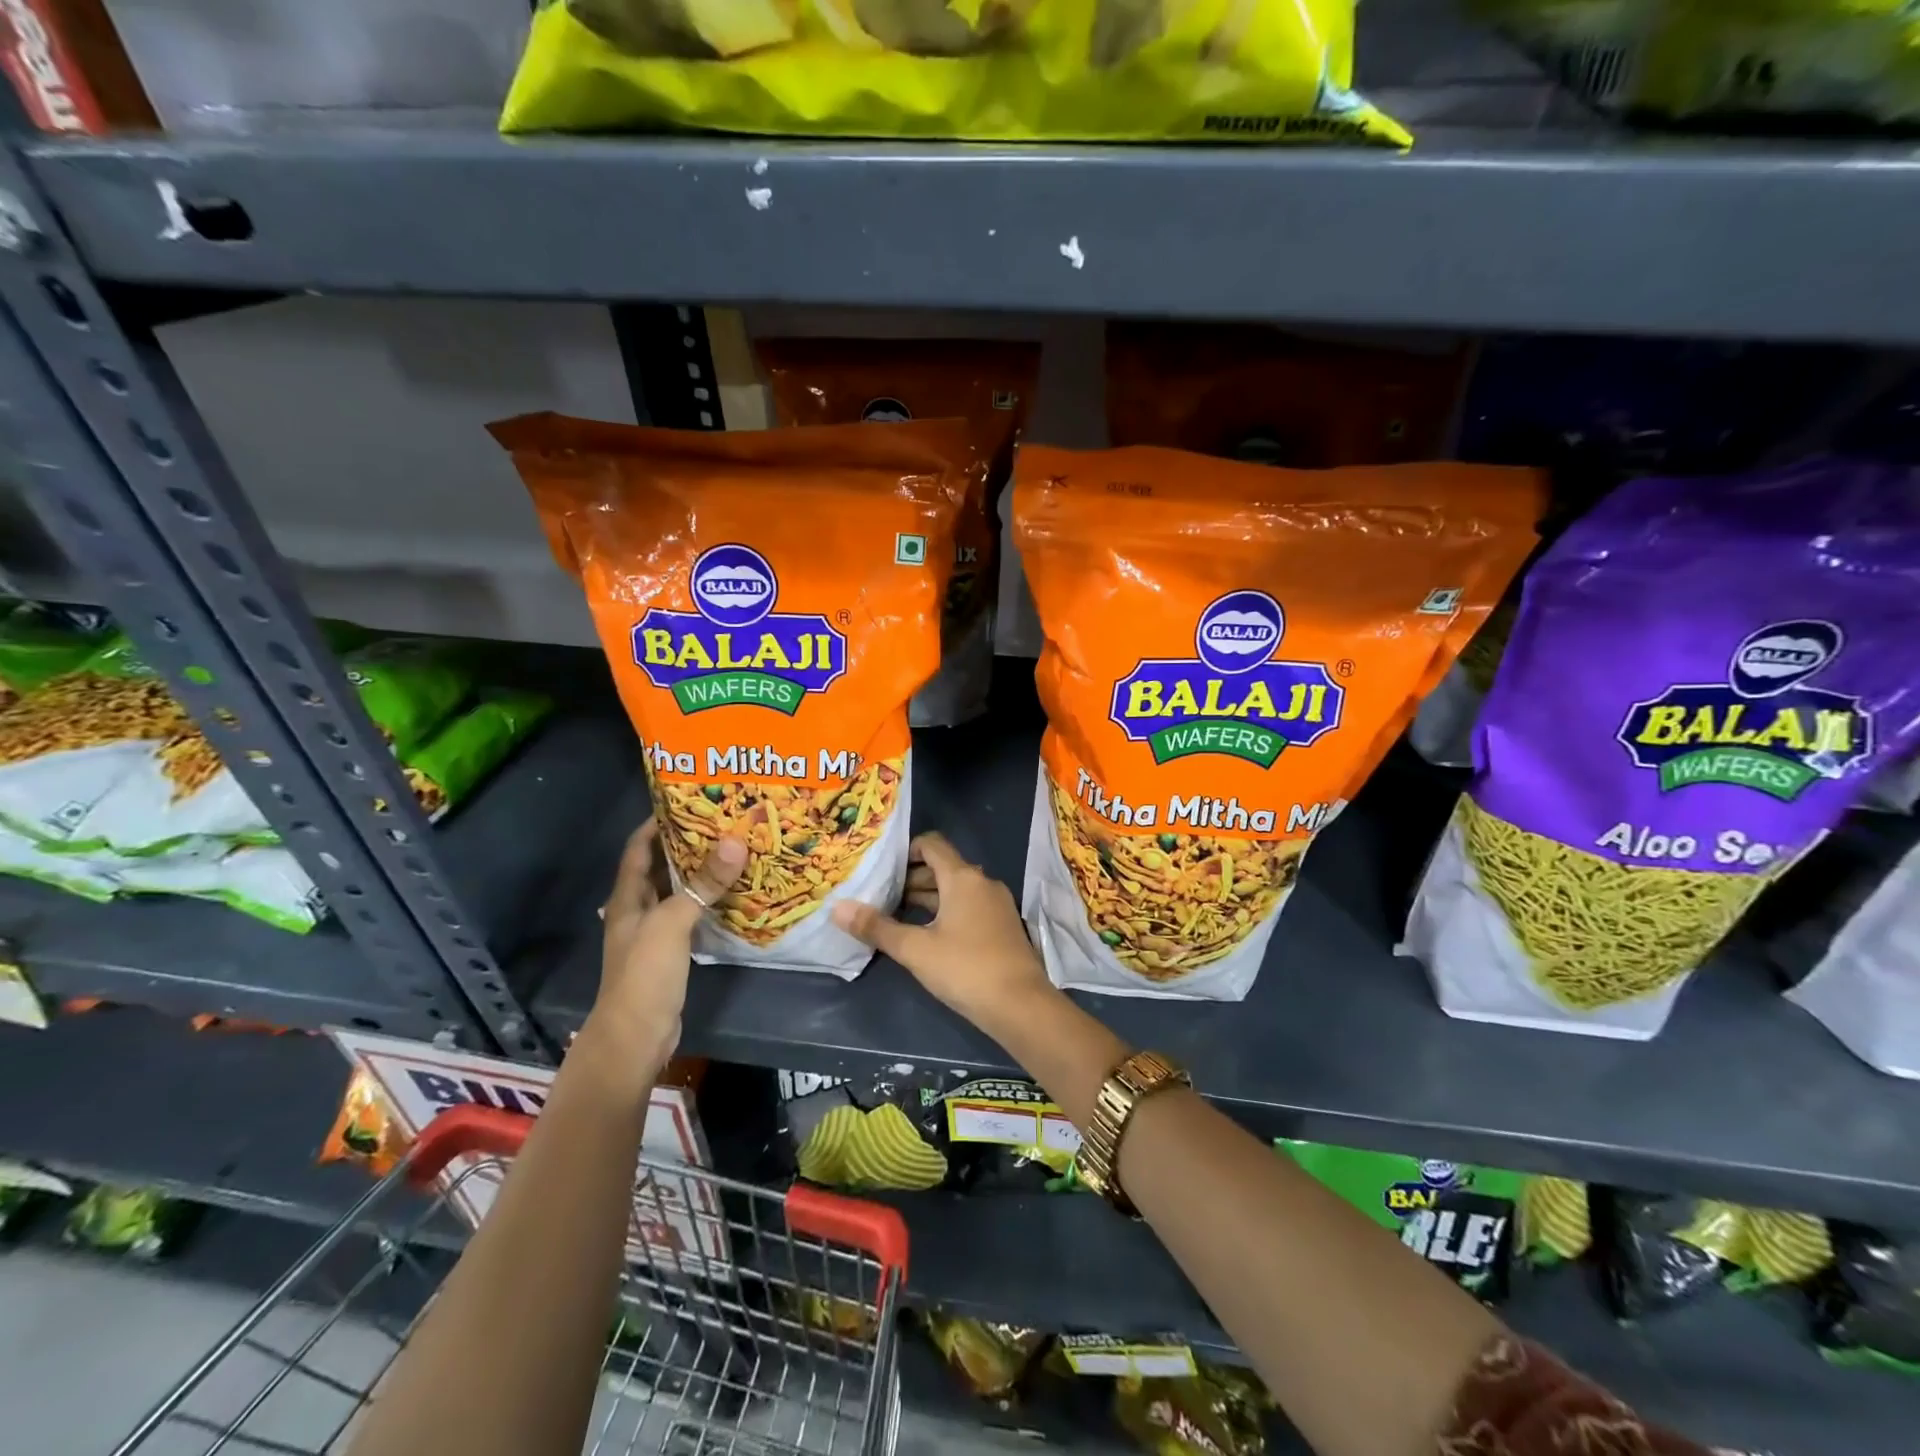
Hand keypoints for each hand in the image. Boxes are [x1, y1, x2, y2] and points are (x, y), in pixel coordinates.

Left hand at [578, 821, 744, 1095]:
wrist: (635, 1037)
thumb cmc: (644, 975)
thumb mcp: (672, 924)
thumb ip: (701, 885)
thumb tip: (735, 841)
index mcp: (628, 897)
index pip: (638, 848)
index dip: (656, 822)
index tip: (687, 800)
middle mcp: (638, 909)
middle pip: (660, 867)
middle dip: (686, 843)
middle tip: (722, 822)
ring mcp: (654, 932)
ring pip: (678, 891)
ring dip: (699, 872)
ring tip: (733, 849)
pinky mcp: (671, 952)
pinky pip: (691, 915)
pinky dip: (708, 901)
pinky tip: (733, 893)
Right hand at [832, 831, 1052, 1035]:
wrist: (1021, 1005)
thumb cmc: (965, 969)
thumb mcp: (915, 949)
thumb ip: (877, 927)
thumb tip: (837, 907)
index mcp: (963, 877)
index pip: (932, 844)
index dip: (906, 850)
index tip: (881, 868)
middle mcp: (982, 882)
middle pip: (943, 867)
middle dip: (911, 878)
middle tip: (880, 896)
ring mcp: (996, 904)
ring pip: (956, 889)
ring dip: (928, 897)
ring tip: (896, 915)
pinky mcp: (1002, 926)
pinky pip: (969, 906)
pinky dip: (946, 911)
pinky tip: (927, 935)